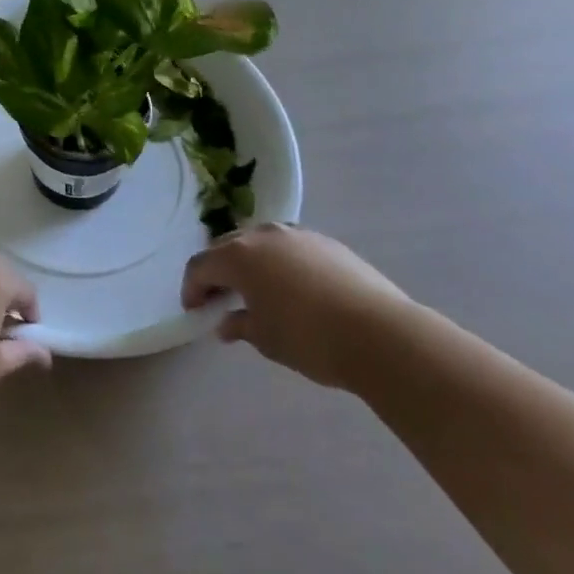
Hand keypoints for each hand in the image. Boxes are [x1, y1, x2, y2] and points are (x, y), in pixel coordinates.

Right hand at [182, 224, 409, 388]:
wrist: (381, 334)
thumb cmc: (309, 338)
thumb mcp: (265, 339)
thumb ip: (239, 325)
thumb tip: (226, 324)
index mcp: (239, 255)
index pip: (200, 266)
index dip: (192, 288)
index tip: (195, 311)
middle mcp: (263, 235)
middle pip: (227, 247)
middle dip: (218, 271)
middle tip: (220, 299)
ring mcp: (298, 235)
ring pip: (260, 243)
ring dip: (250, 263)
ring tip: (257, 292)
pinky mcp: (327, 243)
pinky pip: (290, 248)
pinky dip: (280, 264)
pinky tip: (294, 290)